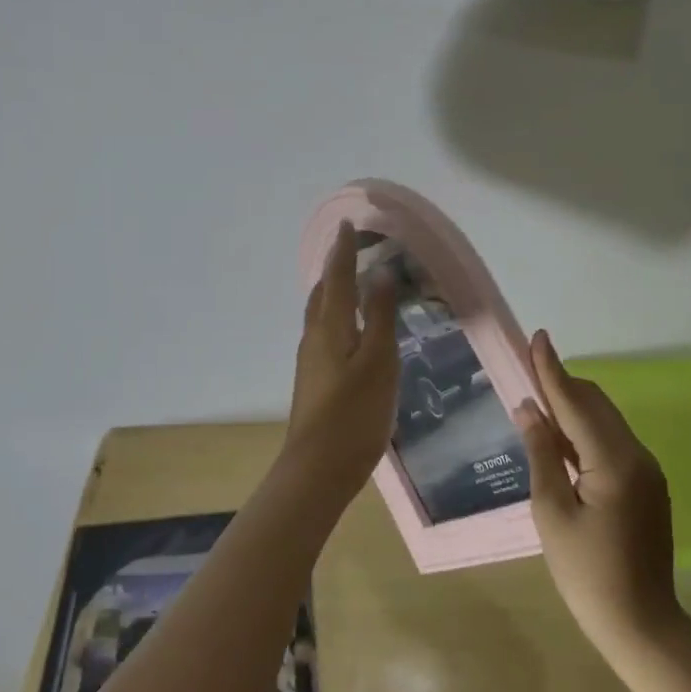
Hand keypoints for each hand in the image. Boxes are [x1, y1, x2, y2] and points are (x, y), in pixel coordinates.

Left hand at [281, 222, 399, 507]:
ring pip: (321, 313)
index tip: (349, 224)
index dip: (343, 249)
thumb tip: (379, 272)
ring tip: (355, 282)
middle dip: (337, 267)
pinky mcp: (314, 379)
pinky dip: (338, 314)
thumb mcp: (379, 361)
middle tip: (356, 250)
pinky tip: (352, 327)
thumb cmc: (355, 412)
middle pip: (323, 292)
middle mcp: (314, 336)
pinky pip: (325, 331)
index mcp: (329, 326)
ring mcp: (311, 360)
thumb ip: (380, 316)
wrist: (318, 468)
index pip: (336, 276)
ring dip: (335, 291)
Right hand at [516, 331, 685, 662]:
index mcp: (613, 461)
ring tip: (537, 397)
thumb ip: (541, 453)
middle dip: (561, 383)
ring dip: (573, 405)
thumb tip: (528, 408)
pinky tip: (561, 436)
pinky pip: (612, 441)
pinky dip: (585, 430)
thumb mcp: (551, 512)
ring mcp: (647, 470)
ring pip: (605, 421)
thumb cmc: (586, 572)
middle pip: (595, 404)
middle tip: (527, 367)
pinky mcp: (647, 485)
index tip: (537, 336)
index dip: (551, 369)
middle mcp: (636, 455)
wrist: (641, 624)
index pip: (575, 402)